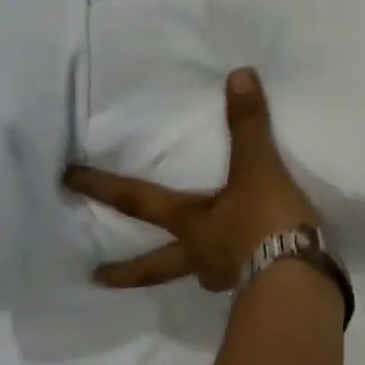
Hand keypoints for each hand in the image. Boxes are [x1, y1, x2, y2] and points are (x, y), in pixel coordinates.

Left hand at [65, 68, 322, 290]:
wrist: (298, 278)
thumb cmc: (266, 221)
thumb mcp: (258, 168)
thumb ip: (248, 125)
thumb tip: (238, 75)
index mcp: (192, 224)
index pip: (139, 202)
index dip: (104, 188)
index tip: (66, 182)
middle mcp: (201, 255)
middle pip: (154, 265)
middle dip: (126, 270)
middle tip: (95, 277)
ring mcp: (227, 277)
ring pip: (197, 274)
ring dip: (188, 271)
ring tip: (191, 271)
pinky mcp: (256, 289)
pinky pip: (237, 278)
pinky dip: (236, 272)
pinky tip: (247, 270)